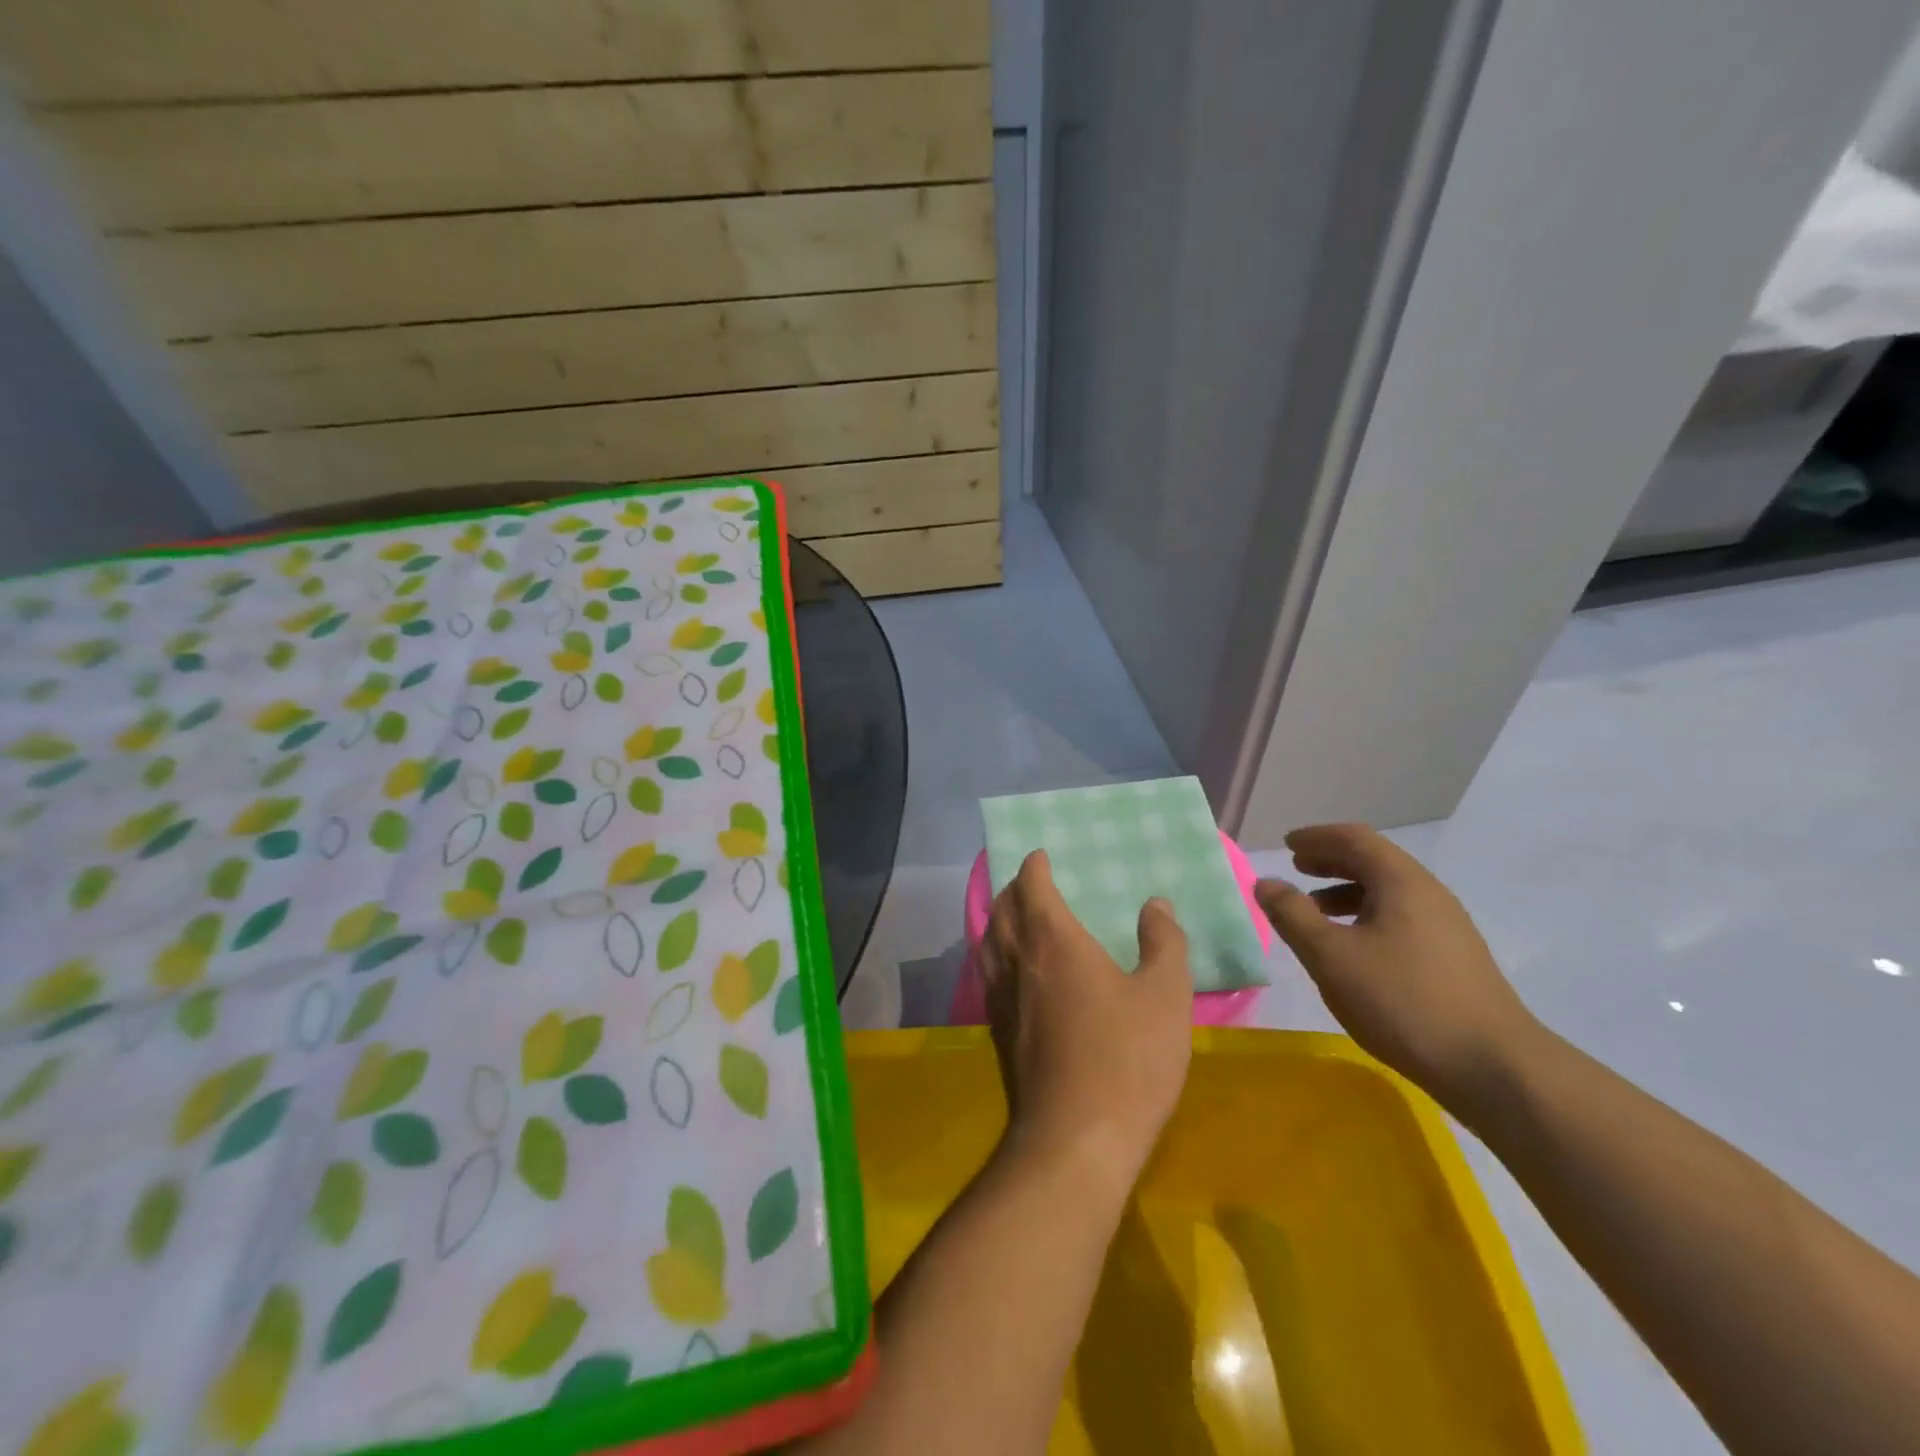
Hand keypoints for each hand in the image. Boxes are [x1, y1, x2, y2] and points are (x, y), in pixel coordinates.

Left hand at [982, 850, 1193, 1193]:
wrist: (1076, 1139)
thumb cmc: (1127, 1057)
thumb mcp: (1165, 995)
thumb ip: (1164, 942)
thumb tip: (1154, 904)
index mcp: (1052, 939)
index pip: (1031, 885)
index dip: (1034, 865)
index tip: (1042, 855)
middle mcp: (1017, 959)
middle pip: (1002, 908)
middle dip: (1013, 887)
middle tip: (1031, 881)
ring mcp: (1001, 997)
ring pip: (989, 940)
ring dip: (999, 918)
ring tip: (1016, 916)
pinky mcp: (998, 1030)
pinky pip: (988, 972)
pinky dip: (995, 953)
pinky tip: (1013, 969)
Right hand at [1255, 824, 1540, 1108]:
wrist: (1494, 1068)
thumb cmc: (1402, 1001)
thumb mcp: (1331, 956)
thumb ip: (1292, 915)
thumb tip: (1265, 882)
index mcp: (1401, 882)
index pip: (1355, 838)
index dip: (1318, 837)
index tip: (1288, 844)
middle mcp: (1429, 894)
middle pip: (1375, 861)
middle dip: (1332, 860)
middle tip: (1297, 868)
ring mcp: (1448, 927)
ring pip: (1389, 892)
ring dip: (1347, 891)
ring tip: (1315, 911)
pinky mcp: (1454, 958)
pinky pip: (1402, 918)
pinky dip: (1367, 916)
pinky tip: (1354, 948)